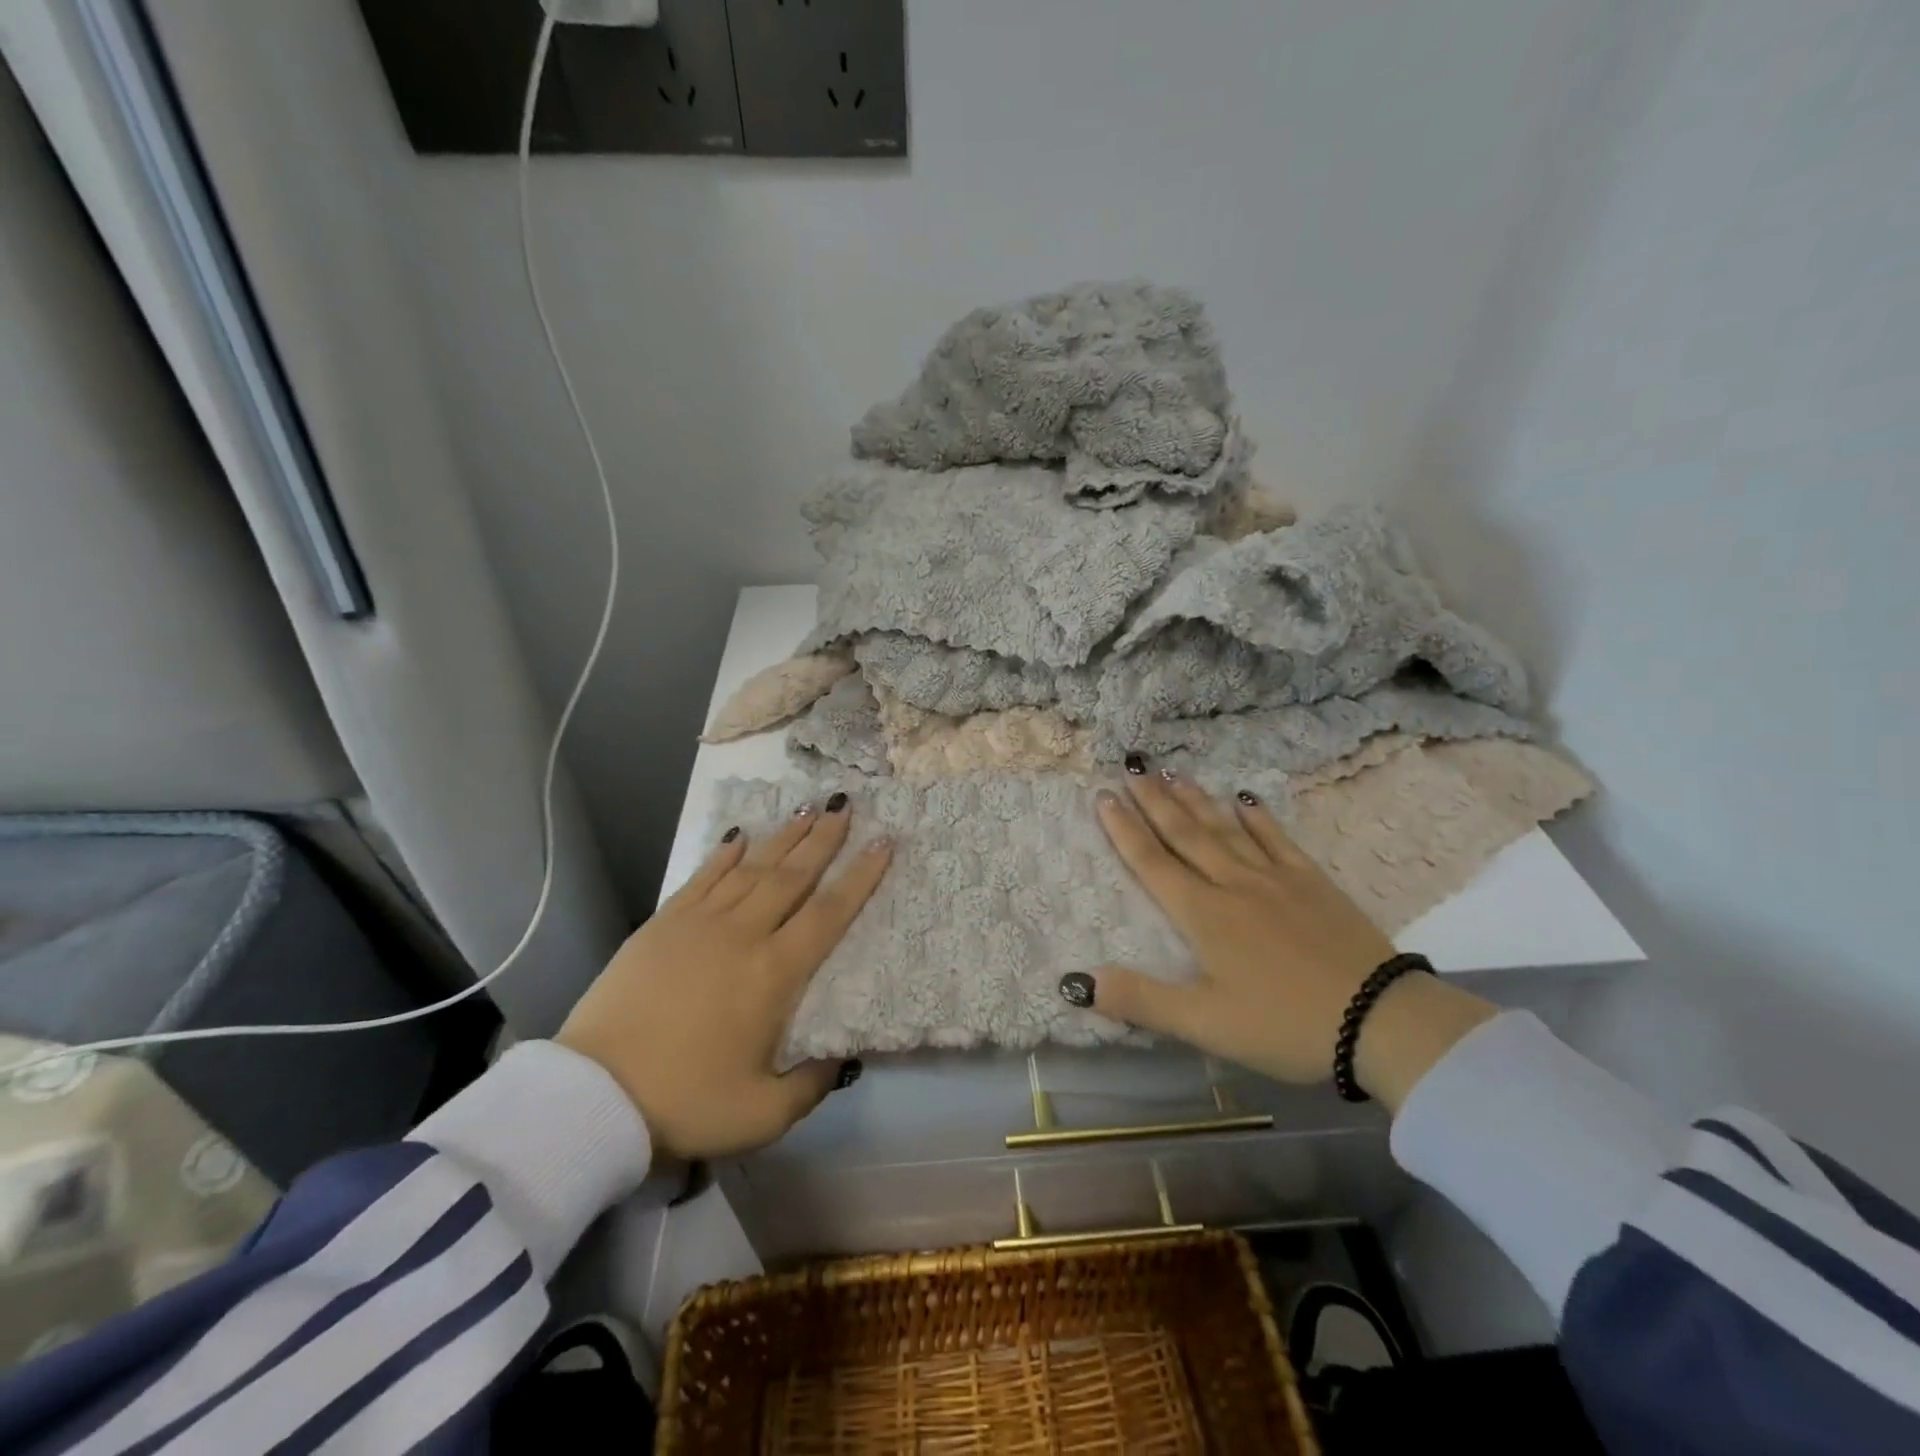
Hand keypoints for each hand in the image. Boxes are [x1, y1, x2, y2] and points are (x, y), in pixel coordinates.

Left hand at [558, 796, 890, 1158]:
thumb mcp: (762, 1114)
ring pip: (752, 868)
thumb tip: (842, 1060)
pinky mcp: (663, 924)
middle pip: (793, 876)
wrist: (593, 1096)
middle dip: (824, 839)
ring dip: (784, 837)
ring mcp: (700, 923)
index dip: (860, 877)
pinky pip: (703, 877)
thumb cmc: (685, 1103)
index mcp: (774, 974)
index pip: (828, 913)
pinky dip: (725, 854)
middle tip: (846, 805)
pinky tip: (741, 837)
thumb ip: (811, 1086)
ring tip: (808, 808)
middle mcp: (743, 935)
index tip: (883, 843)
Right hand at [1070, 770, 1496, 1111]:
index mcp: (1203, 915)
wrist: (1380, 1020)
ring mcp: (1276, 878)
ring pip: (1225, 828)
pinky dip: (1258, 817)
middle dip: (1154, 801)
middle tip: (1132, 767)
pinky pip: (1277, 838)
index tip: (1103, 795)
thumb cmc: (1284, 1025)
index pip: (1152, 863)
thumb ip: (1140, 1000)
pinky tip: (1244, 799)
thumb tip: (1076, 982)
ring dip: (1196, 799)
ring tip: (1172, 772)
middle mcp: (1233, 884)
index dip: (1124, 829)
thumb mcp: (1205, 1024)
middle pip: (1185, 834)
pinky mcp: (1312, 882)